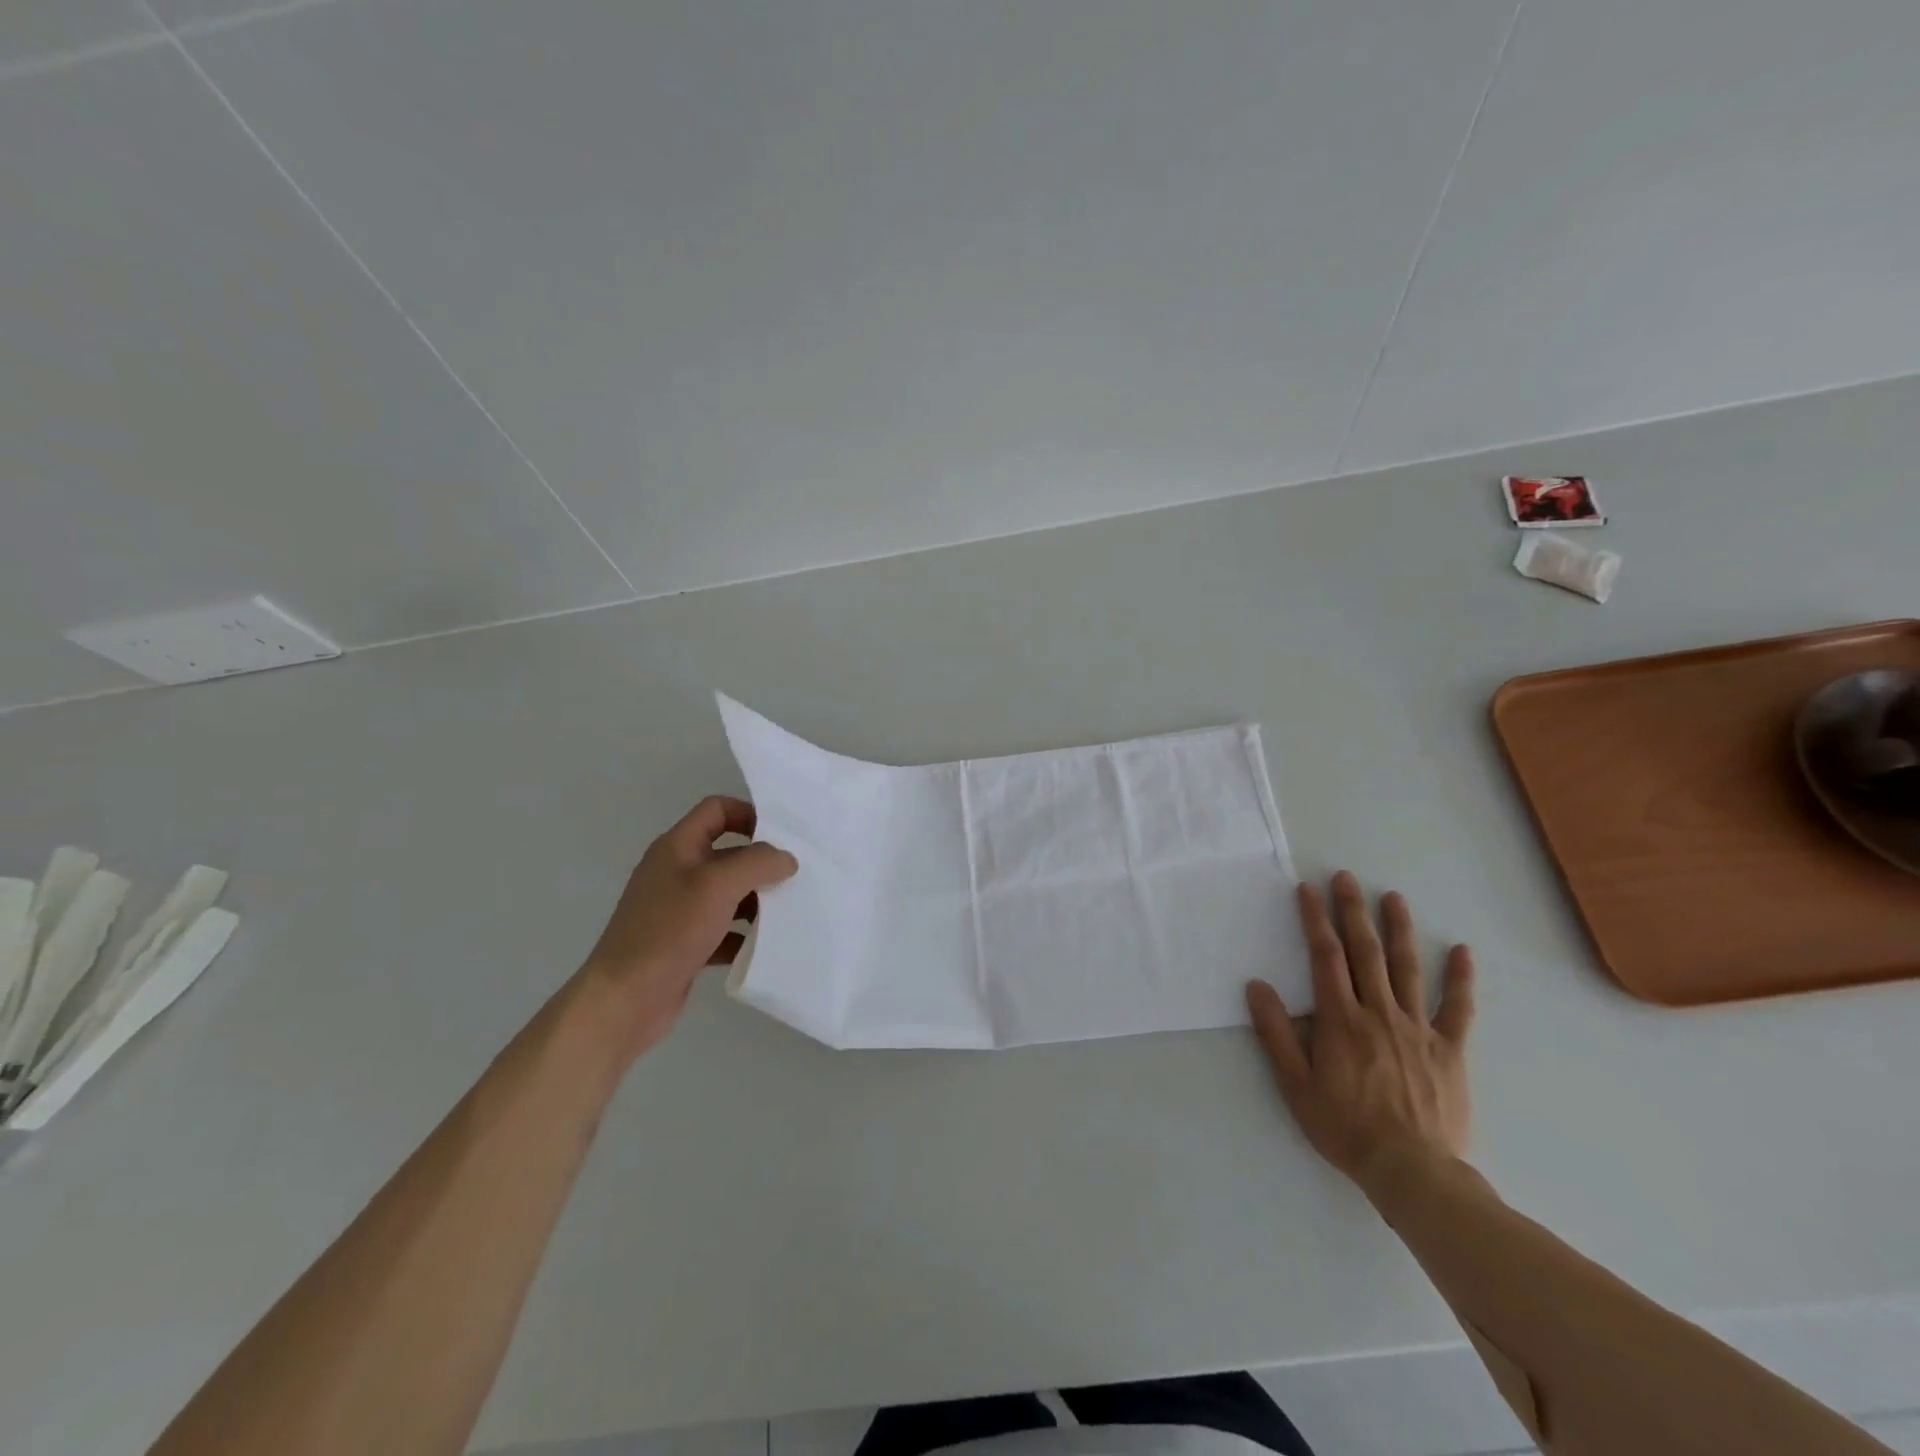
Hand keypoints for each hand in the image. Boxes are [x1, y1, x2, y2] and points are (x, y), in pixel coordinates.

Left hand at [578, 796, 797, 1058]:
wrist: (625, 999)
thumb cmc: (669, 930)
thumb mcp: (718, 885)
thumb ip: (758, 863)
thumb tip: (786, 859)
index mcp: (678, 847)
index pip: (717, 810)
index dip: (749, 814)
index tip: (782, 835)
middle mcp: (677, 872)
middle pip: (728, 853)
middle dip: (761, 863)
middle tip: (797, 876)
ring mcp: (679, 910)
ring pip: (729, 894)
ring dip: (757, 901)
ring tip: (789, 912)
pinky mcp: (684, 943)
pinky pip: (723, 930)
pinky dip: (743, 935)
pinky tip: (764, 946)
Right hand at [1246, 872, 1474, 1201]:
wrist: (1411, 1172)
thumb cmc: (1345, 1127)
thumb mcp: (1295, 1084)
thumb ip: (1276, 1033)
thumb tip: (1257, 986)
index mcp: (1341, 1019)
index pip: (1326, 957)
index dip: (1315, 920)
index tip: (1309, 890)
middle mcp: (1379, 1013)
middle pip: (1365, 952)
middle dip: (1353, 911)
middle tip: (1346, 877)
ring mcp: (1417, 1029)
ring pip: (1407, 969)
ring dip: (1399, 930)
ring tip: (1393, 897)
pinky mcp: (1449, 1050)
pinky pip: (1457, 1009)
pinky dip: (1460, 979)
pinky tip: (1462, 951)